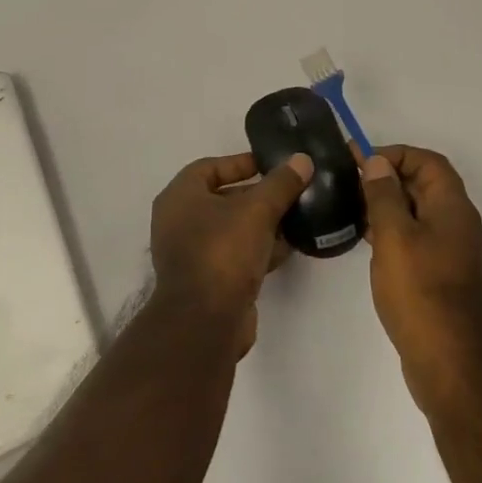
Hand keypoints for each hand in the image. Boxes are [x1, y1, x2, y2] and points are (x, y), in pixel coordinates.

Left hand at [150, 152, 312, 355]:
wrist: (206, 322)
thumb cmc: (223, 251)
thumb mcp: (257, 210)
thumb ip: (281, 184)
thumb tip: (302, 160)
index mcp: (180, 196)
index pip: (210, 167)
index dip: (241, 163)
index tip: (272, 164)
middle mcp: (179, 221)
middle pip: (222, 198)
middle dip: (257, 195)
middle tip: (289, 191)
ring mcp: (191, 253)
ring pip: (231, 229)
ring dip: (261, 223)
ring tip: (295, 217)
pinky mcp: (207, 281)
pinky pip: (234, 255)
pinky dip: (257, 248)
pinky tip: (287, 247)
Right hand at [359, 145, 481, 415]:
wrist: (449, 364)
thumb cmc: (420, 292)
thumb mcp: (394, 237)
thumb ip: (384, 195)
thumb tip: (378, 162)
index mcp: (453, 208)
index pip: (428, 161)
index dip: (395, 154)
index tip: (361, 161)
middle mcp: (458, 224)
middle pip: (424, 184)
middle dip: (388, 176)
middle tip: (349, 181)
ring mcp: (451, 251)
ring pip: (418, 212)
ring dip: (388, 203)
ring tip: (351, 206)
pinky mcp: (441, 275)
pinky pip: (417, 237)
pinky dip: (393, 229)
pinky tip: (367, 240)